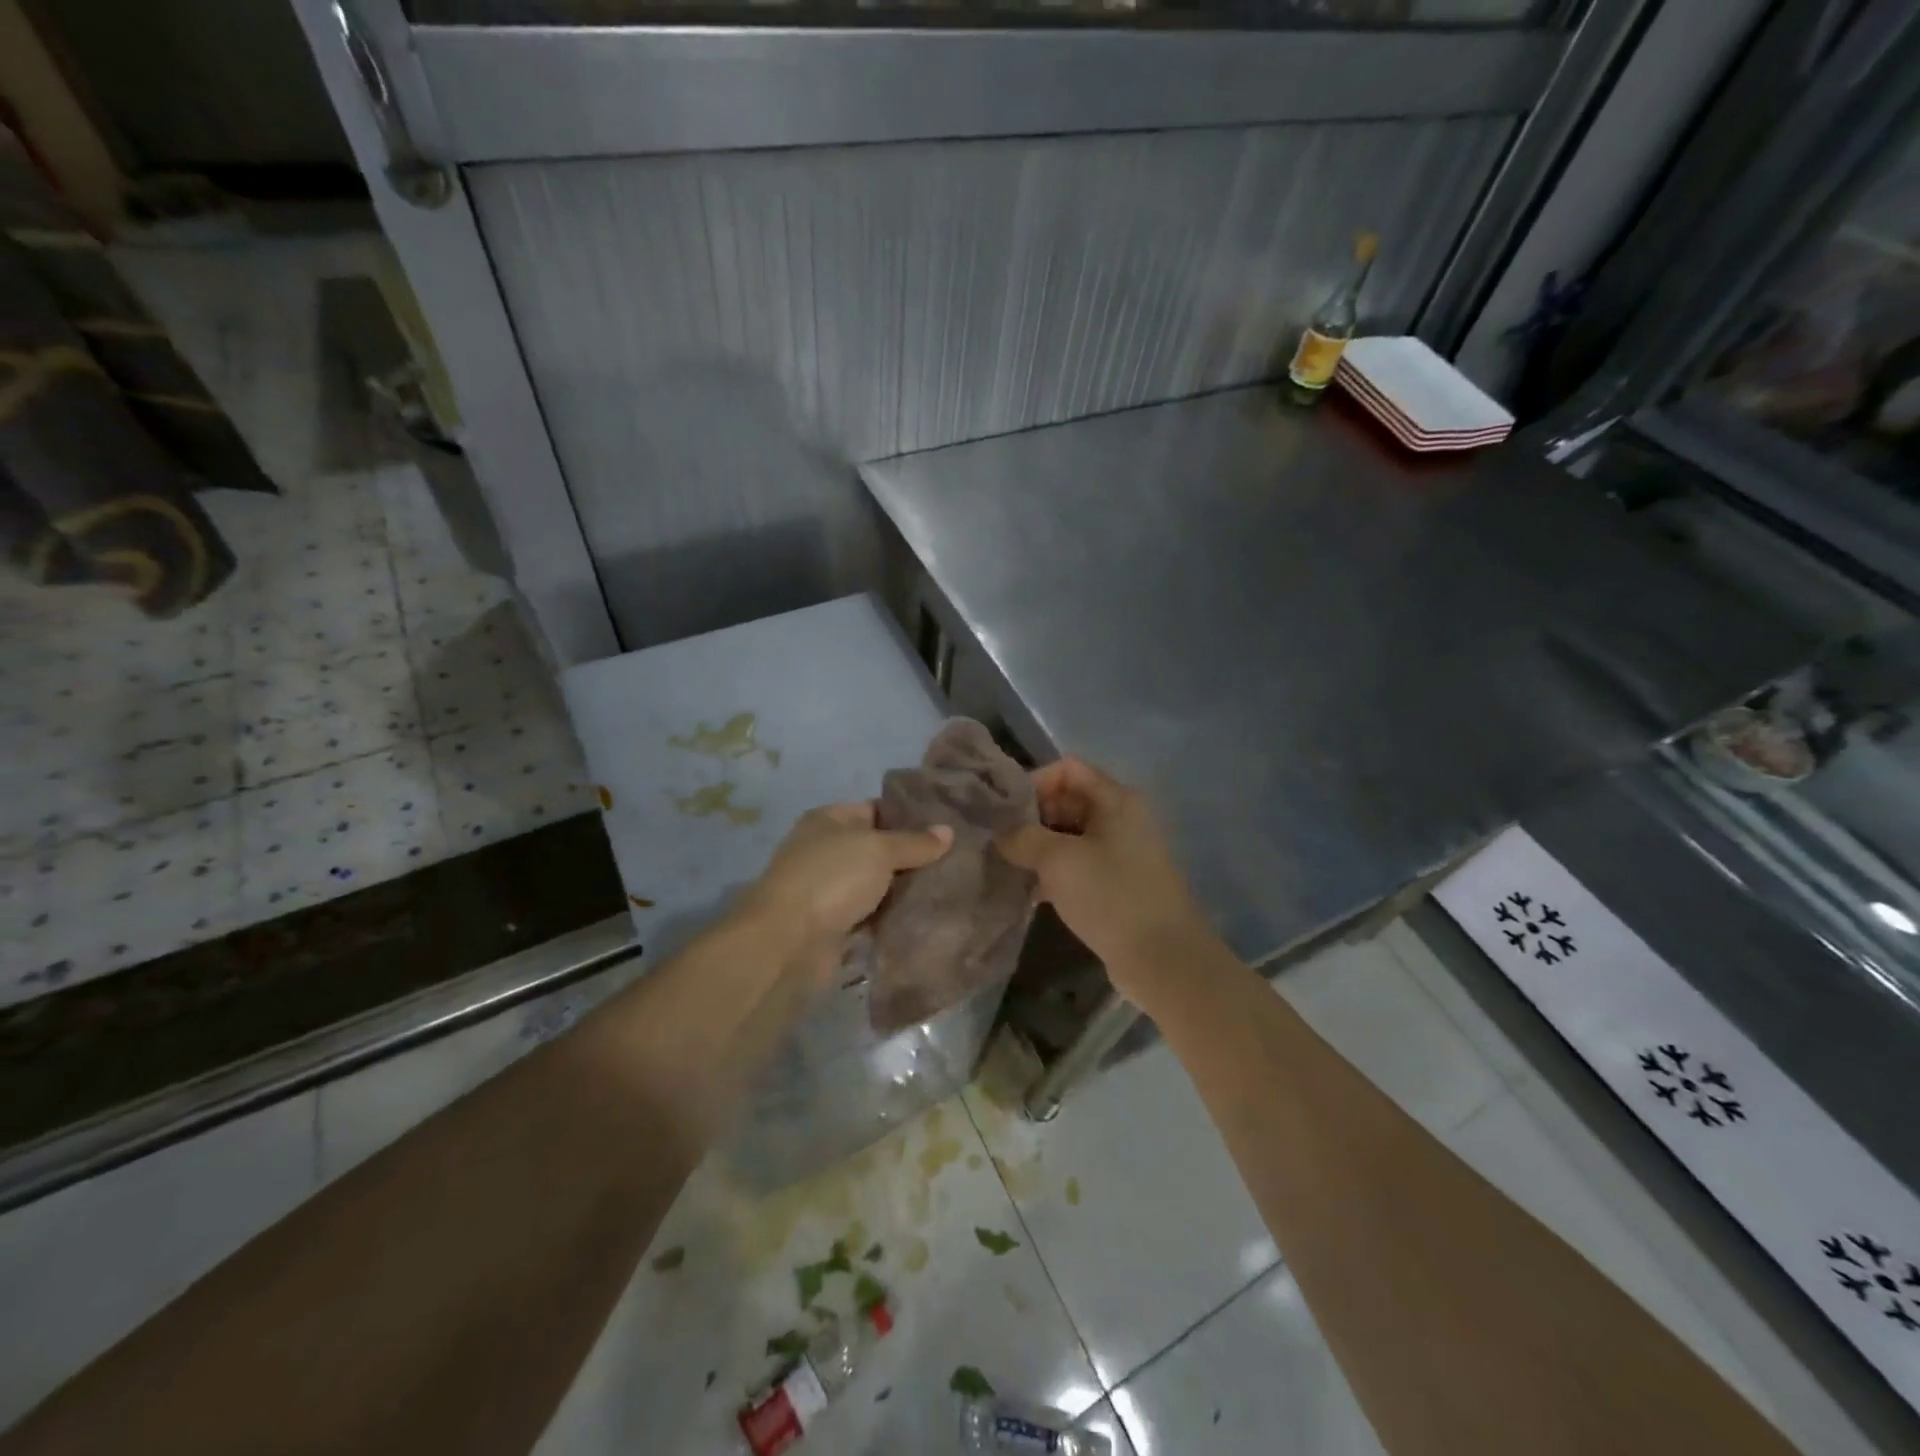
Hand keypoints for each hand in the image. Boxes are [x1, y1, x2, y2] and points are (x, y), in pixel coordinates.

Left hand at [743, 802, 951, 965]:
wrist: (788, 942)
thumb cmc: (832, 879)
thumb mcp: (879, 850)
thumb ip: (914, 841)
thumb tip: (948, 830)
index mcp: (830, 820)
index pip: (876, 809)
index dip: (910, 815)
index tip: (947, 825)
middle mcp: (826, 850)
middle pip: (878, 848)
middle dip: (912, 856)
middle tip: (956, 859)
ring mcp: (828, 889)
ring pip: (876, 884)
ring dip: (904, 890)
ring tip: (949, 887)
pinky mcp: (833, 924)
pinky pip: (871, 915)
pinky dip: (891, 917)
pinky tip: (925, 916)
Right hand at [996, 758, 1213, 1005]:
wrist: (1162, 958)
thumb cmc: (1111, 896)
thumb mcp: (1058, 860)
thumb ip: (1022, 837)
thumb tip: (1000, 831)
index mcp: (1115, 799)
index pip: (1067, 769)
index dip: (1034, 782)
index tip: (1005, 812)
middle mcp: (1121, 818)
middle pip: (1068, 800)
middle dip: (1031, 818)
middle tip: (1000, 842)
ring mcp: (1122, 853)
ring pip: (1070, 837)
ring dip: (1039, 848)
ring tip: (1008, 866)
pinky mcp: (1117, 885)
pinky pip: (1079, 866)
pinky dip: (1054, 873)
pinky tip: (1028, 892)